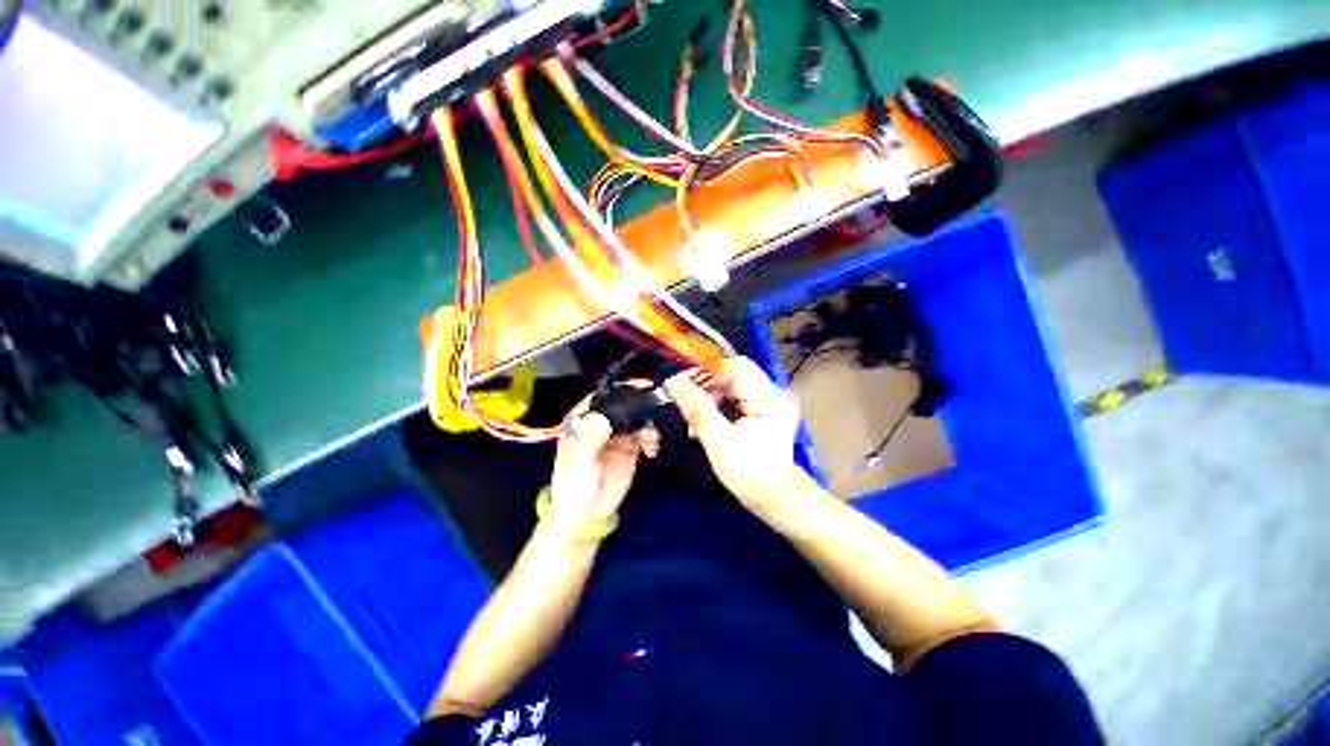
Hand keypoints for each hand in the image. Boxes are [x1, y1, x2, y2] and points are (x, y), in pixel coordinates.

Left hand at [546, 394, 658, 536]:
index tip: (640, 388)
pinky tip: (652, 450)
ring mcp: (617, 433)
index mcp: (582, 421)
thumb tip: (599, 417)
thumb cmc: (575, 488)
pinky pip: (645, 433)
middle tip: (655, 410)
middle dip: (640, 405)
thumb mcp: (578, 465)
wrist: (589, 515)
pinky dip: (652, 437)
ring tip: (651, 440)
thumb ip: (588, 442)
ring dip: (648, 423)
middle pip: (623, 404)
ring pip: (637, 417)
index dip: (619, 391)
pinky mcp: (630, 445)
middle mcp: (601, 422)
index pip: (601, 398)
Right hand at [666, 357, 803, 511]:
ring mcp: (767, 401)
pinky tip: (705, 423)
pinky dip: (716, 406)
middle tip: (686, 406)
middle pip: (732, 374)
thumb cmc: (751, 474)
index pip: (736, 366)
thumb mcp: (720, 442)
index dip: (708, 371)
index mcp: (769, 397)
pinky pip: (733, 397)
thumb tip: (674, 382)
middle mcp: (771, 393)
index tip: (683, 385)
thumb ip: (697, 410)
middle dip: (706, 387)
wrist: (775, 499)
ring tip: (694, 421)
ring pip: (730, 385)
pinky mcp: (760, 410)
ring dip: (709, 397)